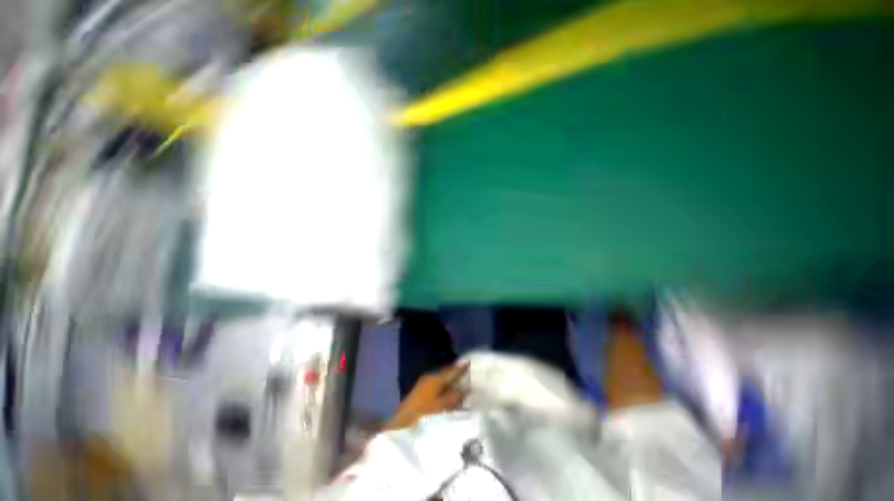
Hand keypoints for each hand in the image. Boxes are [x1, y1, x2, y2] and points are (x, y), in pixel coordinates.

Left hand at [387, 363, 468, 429]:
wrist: (401, 424)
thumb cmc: (423, 415)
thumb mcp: (442, 407)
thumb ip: (455, 396)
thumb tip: (465, 388)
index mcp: (436, 378)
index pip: (452, 370)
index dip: (462, 367)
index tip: (471, 362)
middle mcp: (430, 377)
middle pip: (446, 373)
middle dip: (457, 373)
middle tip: (469, 373)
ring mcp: (424, 384)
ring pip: (442, 379)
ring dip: (451, 380)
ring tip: (462, 383)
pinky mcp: (420, 392)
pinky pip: (437, 385)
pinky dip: (445, 386)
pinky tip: (449, 392)